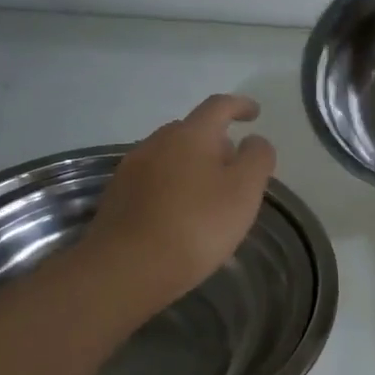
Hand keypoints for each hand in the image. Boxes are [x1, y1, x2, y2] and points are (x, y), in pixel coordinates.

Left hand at [84, 94, 277, 306]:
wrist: (127, 268)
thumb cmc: (196, 225)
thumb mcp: (244, 192)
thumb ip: (257, 159)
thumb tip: (254, 141)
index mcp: (191, 135)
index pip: (218, 106)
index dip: (239, 105)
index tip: (255, 113)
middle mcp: (157, 143)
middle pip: (191, 131)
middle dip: (216, 142)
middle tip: (234, 167)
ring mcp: (131, 169)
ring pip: (170, 156)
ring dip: (192, 166)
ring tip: (209, 195)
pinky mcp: (117, 197)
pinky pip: (153, 180)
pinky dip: (172, 187)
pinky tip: (180, 214)